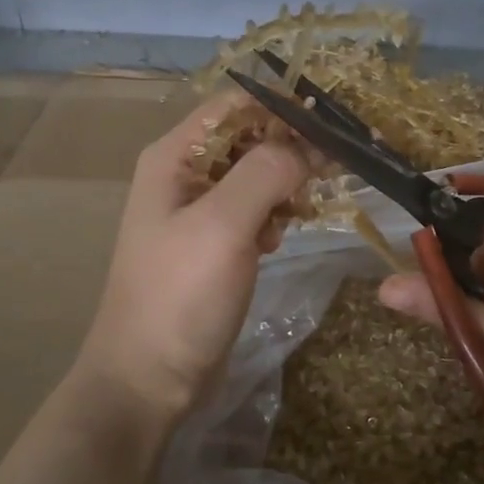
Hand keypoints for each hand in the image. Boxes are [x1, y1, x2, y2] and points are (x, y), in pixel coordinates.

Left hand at [73, 94, 309, 428]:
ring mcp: (198, 212)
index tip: (333, 127)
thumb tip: (306, 146)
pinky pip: (253, 211)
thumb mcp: (223, 226)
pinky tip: (277, 241)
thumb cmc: (180, 296)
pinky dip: (273, 217)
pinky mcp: (215, 244)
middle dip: (291, 149)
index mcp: (175, 157)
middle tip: (334, 170)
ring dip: (285, 186)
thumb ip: (265, 172)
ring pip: (256, 176)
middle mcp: (185, 175)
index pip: (236, 105)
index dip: (283, 109)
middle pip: (249, 139)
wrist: (149, 378)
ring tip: (301, 213)